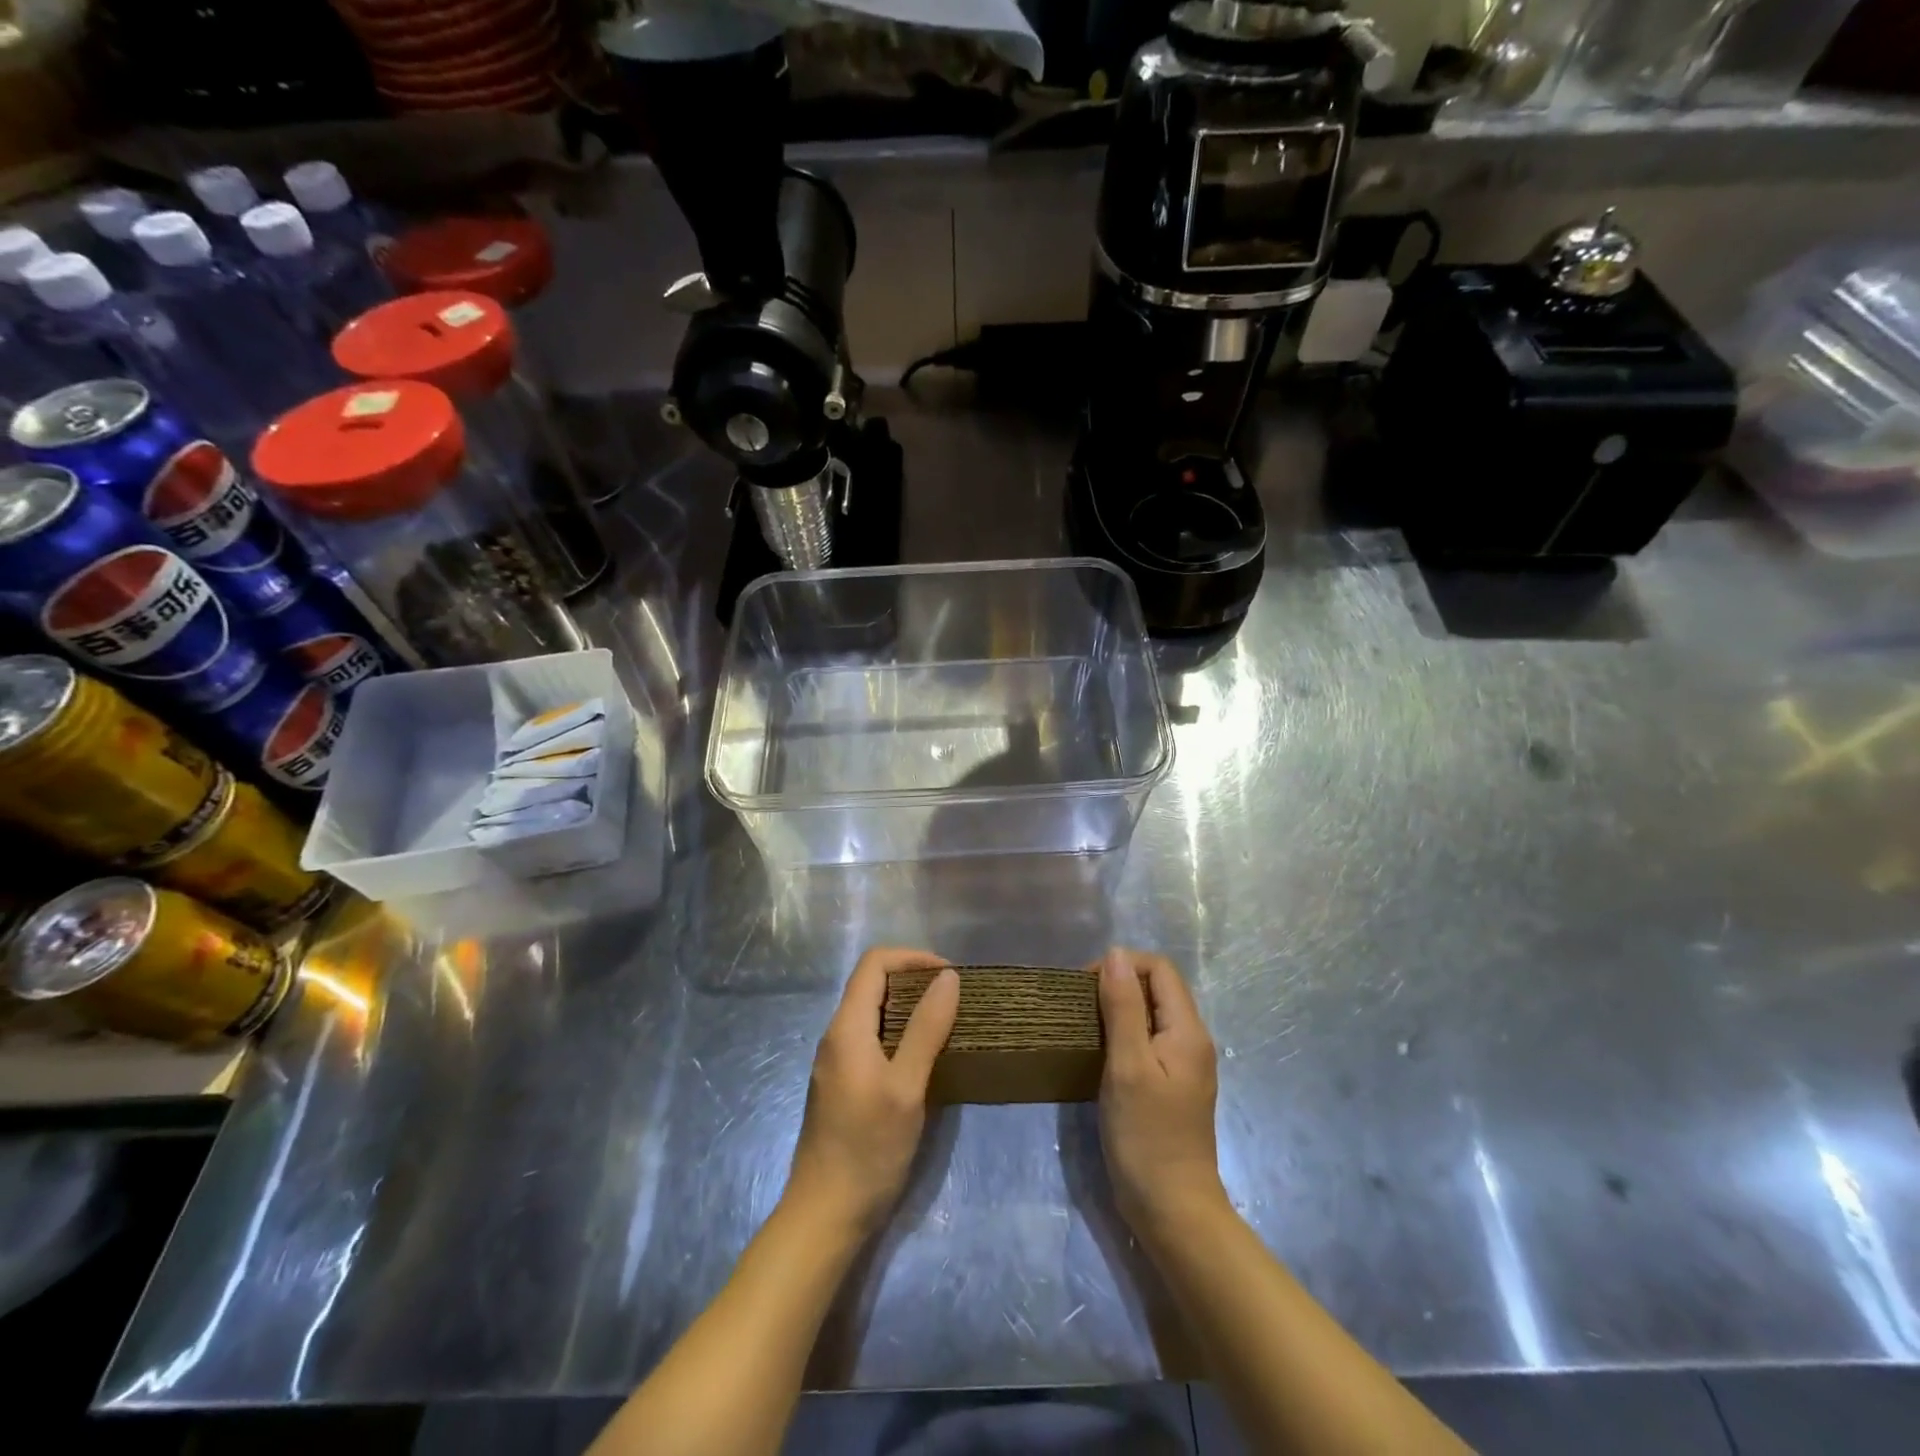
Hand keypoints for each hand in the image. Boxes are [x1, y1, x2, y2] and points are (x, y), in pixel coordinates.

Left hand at [783, 947, 958, 1239]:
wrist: (826, 1215)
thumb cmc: (868, 1148)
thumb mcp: (906, 1087)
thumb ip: (926, 1028)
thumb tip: (948, 977)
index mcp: (846, 1027)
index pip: (874, 963)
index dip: (912, 958)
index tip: (950, 975)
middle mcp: (837, 1035)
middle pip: (872, 984)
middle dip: (914, 980)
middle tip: (954, 998)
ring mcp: (837, 1061)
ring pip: (873, 1012)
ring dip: (910, 1008)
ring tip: (947, 1023)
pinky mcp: (843, 1083)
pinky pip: (872, 1038)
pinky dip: (901, 1033)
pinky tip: (925, 1057)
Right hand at [1096, 947, 1225, 1243]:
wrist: (1173, 1210)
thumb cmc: (1147, 1136)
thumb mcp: (1128, 1065)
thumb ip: (1123, 1007)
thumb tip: (1115, 954)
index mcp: (1187, 1030)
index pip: (1159, 969)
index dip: (1122, 965)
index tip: (1086, 986)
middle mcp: (1192, 1040)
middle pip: (1157, 988)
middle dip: (1118, 984)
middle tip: (1080, 1006)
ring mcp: (1183, 1065)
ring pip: (1151, 1015)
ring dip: (1118, 1009)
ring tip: (1084, 1025)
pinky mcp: (1171, 1086)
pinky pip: (1148, 1041)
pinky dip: (1123, 1035)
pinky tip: (1099, 1053)